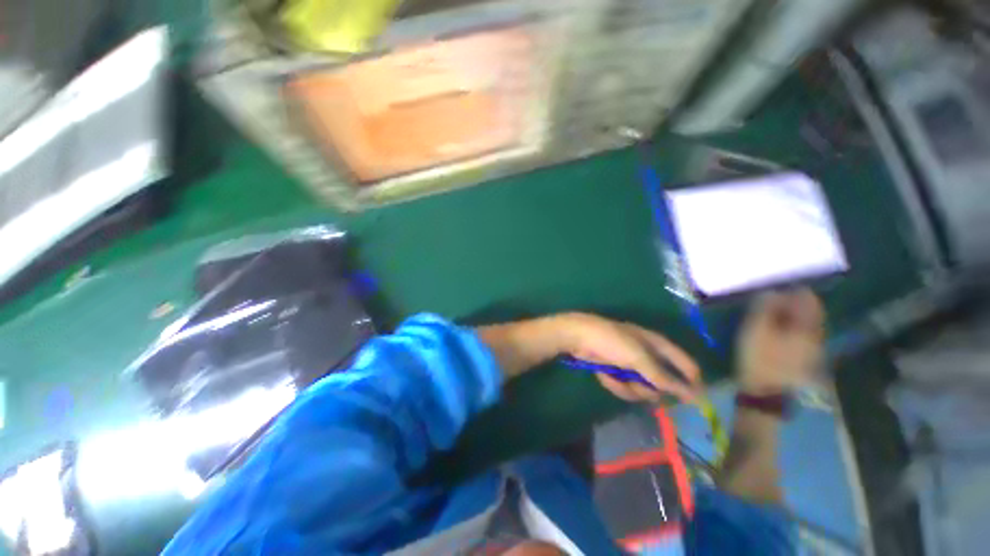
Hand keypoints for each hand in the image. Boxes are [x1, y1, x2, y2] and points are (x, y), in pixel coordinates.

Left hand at [556, 313, 702, 403]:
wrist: (578, 338)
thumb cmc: (611, 341)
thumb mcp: (638, 358)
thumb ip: (663, 377)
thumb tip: (693, 394)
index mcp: (657, 345)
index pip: (685, 364)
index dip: (692, 382)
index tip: (694, 402)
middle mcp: (647, 356)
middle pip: (662, 383)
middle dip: (649, 387)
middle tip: (638, 383)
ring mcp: (631, 365)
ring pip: (642, 388)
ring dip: (629, 387)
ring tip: (617, 377)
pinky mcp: (616, 372)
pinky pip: (624, 387)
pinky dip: (614, 384)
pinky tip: (604, 375)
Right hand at [737, 289, 824, 394]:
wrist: (766, 393)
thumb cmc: (760, 358)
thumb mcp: (756, 329)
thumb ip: (765, 308)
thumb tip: (772, 291)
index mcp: (808, 327)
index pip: (808, 299)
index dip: (794, 289)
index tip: (777, 285)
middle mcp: (816, 335)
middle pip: (810, 312)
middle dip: (793, 302)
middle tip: (772, 297)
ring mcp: (813, 349)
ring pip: (806, 324)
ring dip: (791, 316)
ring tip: (771, 313)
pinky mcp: (805, 359)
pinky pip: (801, 336)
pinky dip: (791, 328)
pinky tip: (777, 330)